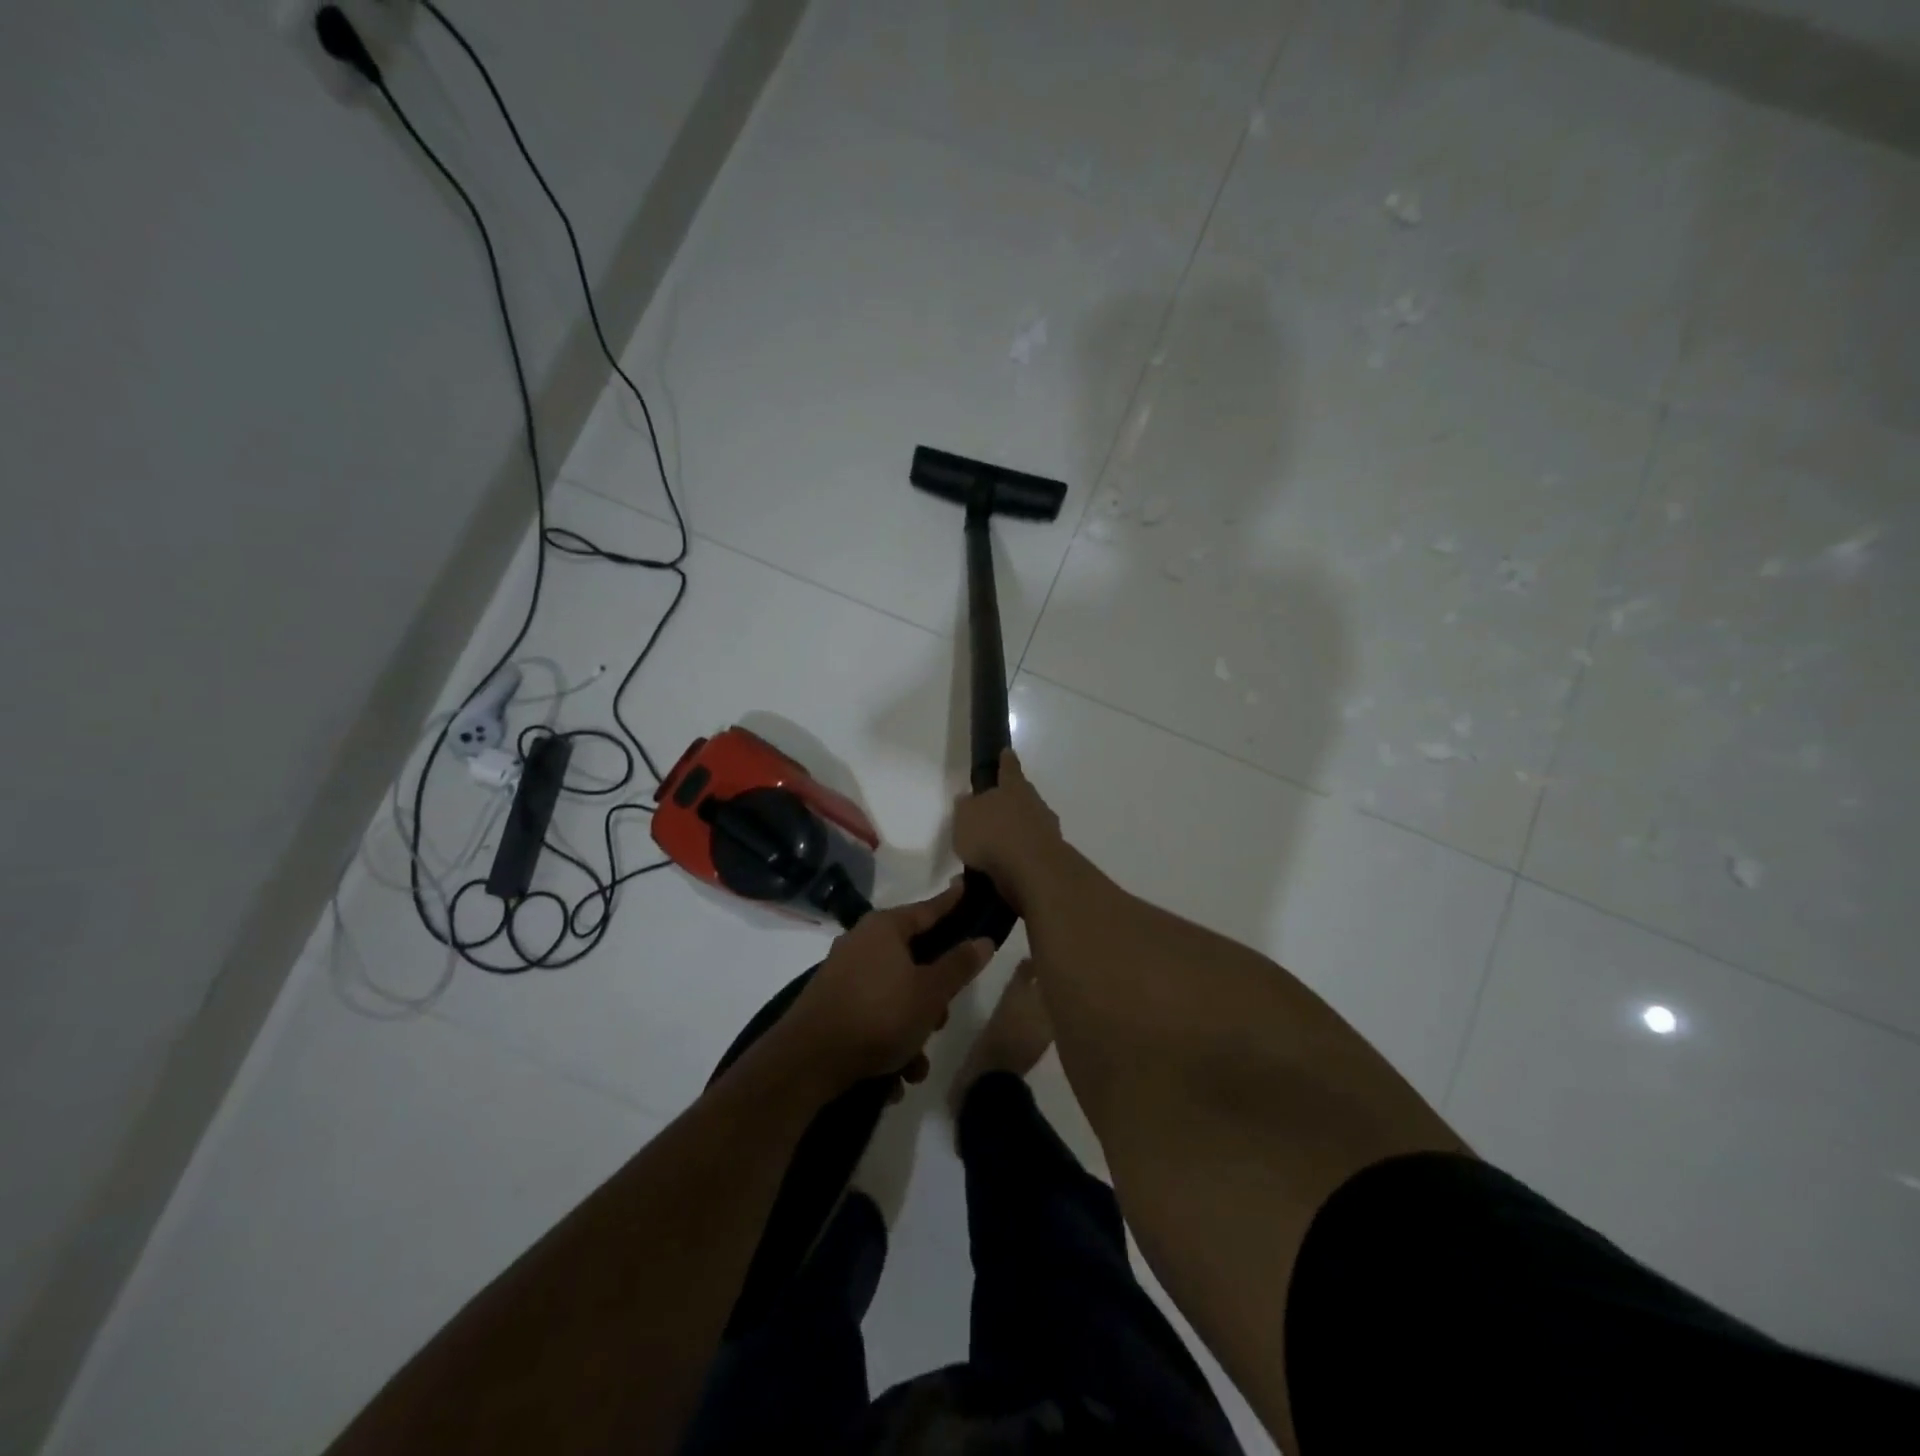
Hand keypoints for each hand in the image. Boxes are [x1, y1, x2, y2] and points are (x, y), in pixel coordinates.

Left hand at [782, 881, 994, 1092]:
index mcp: (885, 928)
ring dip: (911, 1029)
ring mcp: (843, 974)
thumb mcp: (930, 993)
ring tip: (916, 1065)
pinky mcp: (831, 1005)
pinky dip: (887, 1040)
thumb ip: (959, 965)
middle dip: (933, 994)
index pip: (929, 908)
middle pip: (913, 958)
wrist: (807, 1061)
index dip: (952, 902)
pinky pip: (872, 1015)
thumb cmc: (878, 1015)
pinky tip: (894, 1077)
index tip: (967, 887)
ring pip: (894, 994)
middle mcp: (861, 942)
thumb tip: (983, 939)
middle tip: (942, 1018)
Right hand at [952, 750, 1062, 912]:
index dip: (1006, 761)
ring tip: (993, 850)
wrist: (1032, 870)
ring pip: (1029, 824)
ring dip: (1014, 834)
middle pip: (1022, 797)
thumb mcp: (964, 818)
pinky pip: (1029, 851)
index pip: (1009, 768)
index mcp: (1013, 788)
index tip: (1007, 752)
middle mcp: (1034, 803)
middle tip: (995, 812)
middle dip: (1010, 803)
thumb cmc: (993, 835)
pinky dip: (1018, 857)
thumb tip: (968, 800)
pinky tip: (1001, 870)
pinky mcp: (1051, 855)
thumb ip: (966, 807)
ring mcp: (1047, 829)